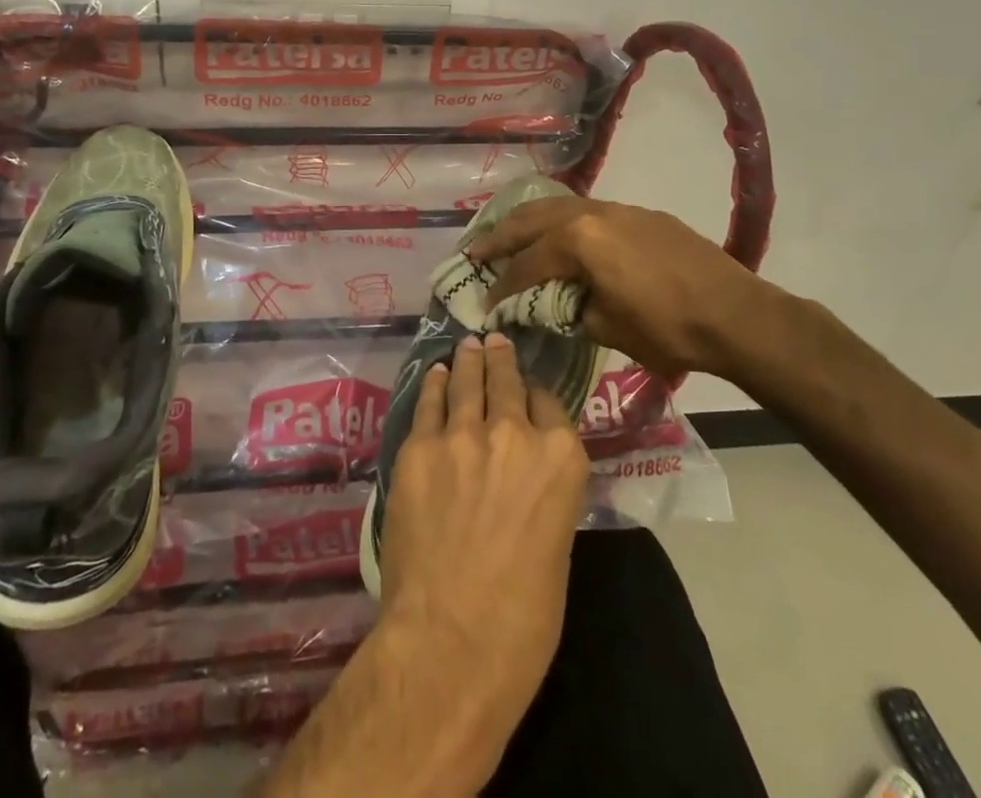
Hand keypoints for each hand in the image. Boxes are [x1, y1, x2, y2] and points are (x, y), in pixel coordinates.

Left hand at [379, 331, 589, 733]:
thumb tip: (525, 479)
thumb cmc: (523, 618)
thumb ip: (543, 494)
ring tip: (468, 344)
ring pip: (465, 382)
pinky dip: (433, 385)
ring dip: (467, 361)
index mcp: (561, 458)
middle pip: (506, 381)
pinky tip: (434, 374)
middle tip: (493, 340)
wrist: (451, 639)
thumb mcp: (556, 546)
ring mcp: (461, 434)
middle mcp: (514, 432)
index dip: (536, 396)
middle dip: (500, 359)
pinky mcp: (419, 446)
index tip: (527, 392)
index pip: (548, 404)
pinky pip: (428, 403)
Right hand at [464, 196, 791, 381]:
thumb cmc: (668, 328)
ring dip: (529, 221)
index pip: (527, 263)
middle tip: (475, 250)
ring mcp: (618, 209)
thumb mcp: (608, 328)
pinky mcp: (640, 214)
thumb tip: (554, 305)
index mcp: (578, 241)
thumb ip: (570, 311)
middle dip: (500, 236)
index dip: (502, 286)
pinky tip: (560, 233)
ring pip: (559, 206)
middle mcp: (591, 214)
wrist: (737, 314)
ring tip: (508, 233)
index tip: (484, 302)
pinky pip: (587, 210)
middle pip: (532, 220)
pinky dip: (562, 220)